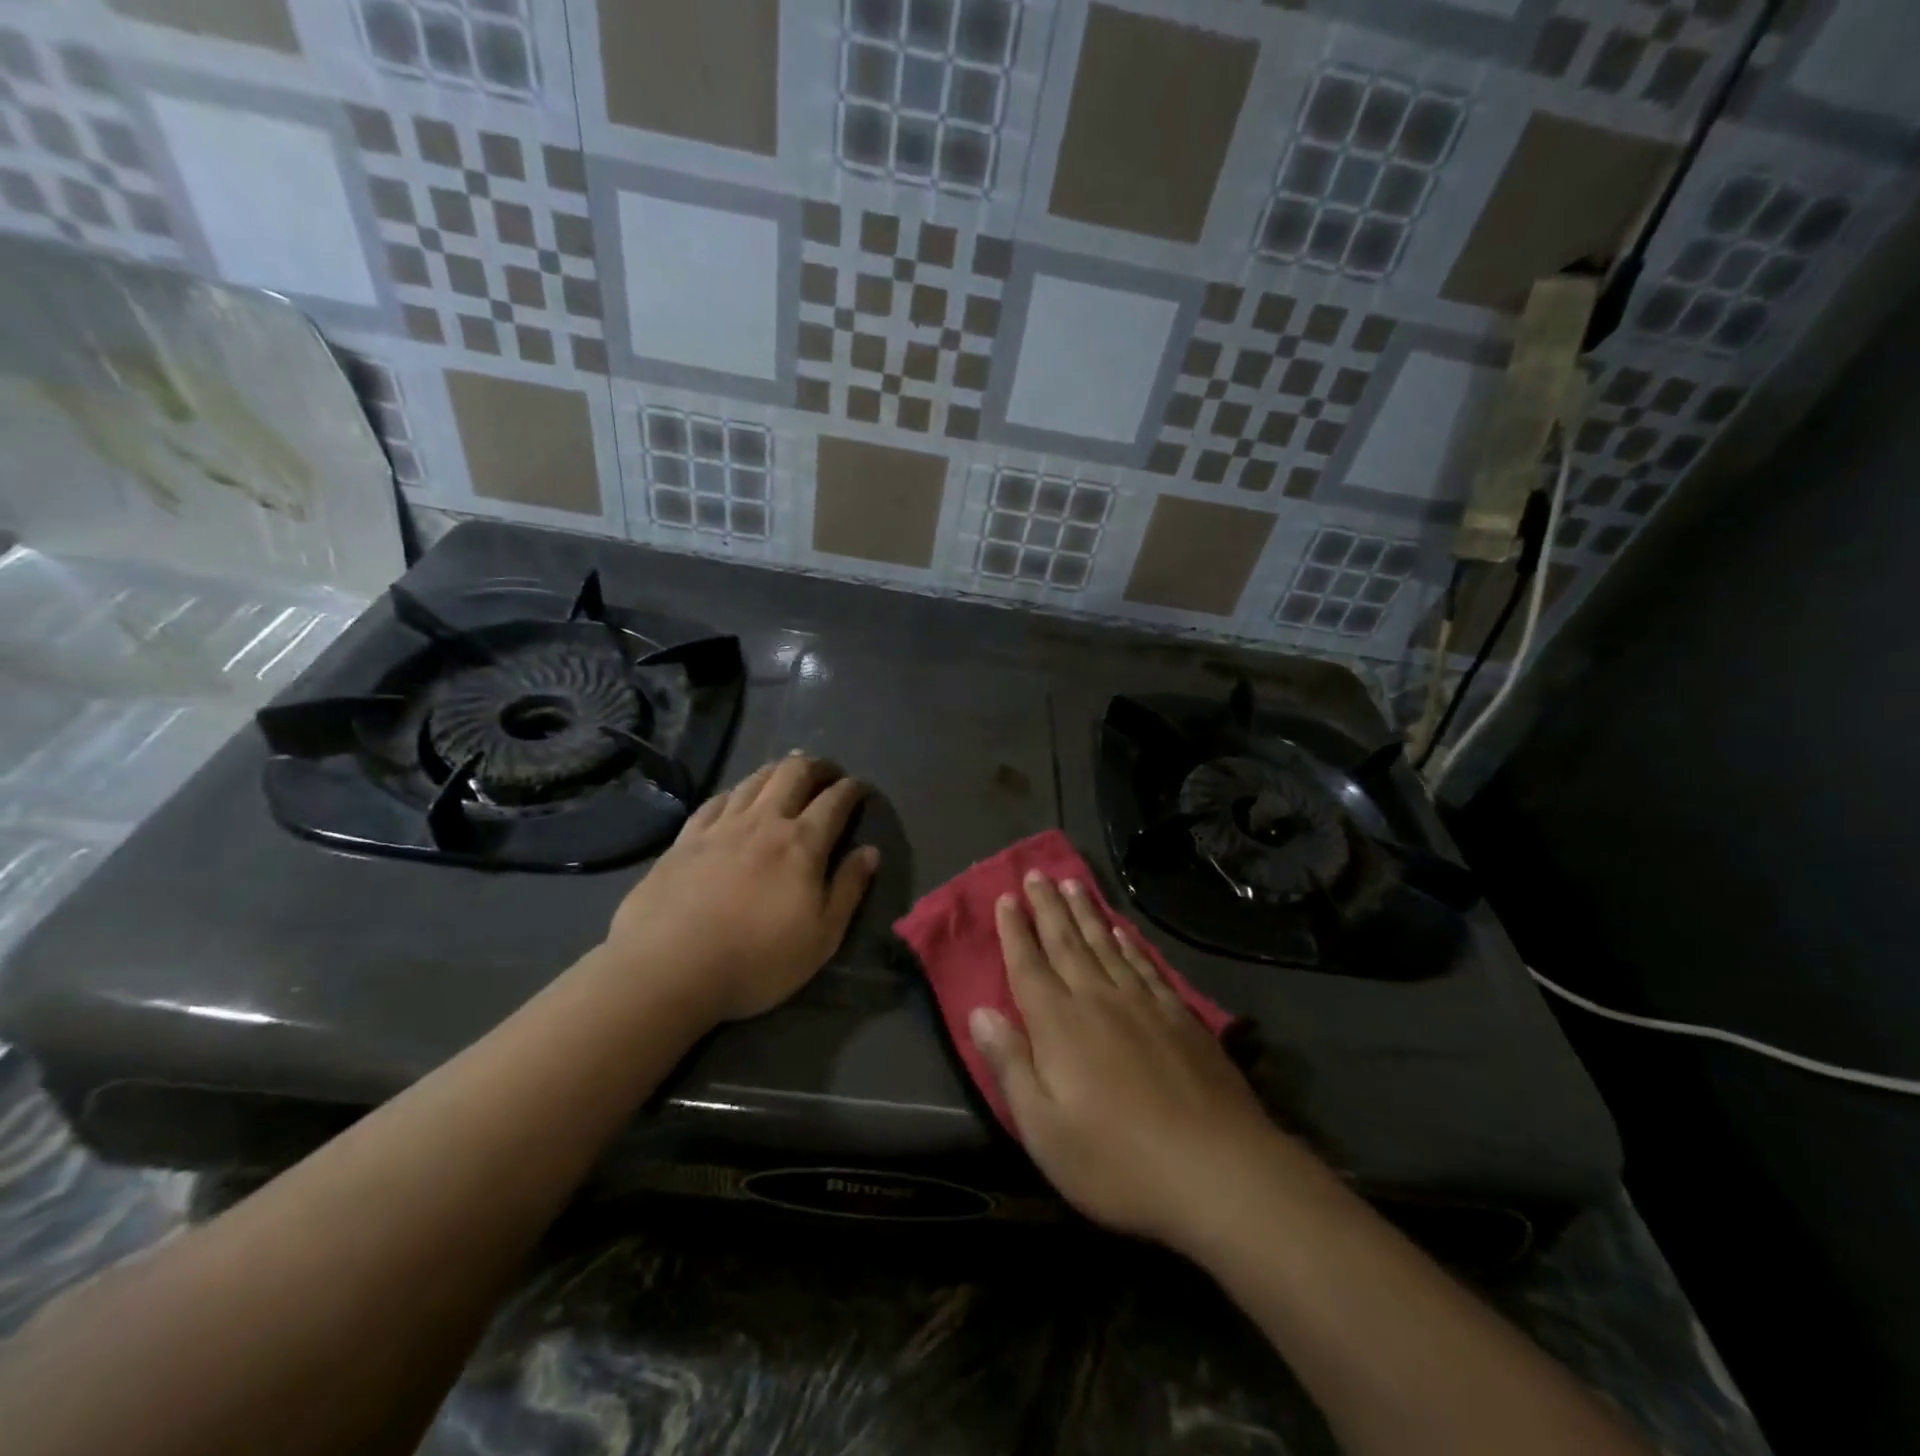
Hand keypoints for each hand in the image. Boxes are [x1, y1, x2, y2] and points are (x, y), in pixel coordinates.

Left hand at [602, 752, 879, 1022]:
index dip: (852, 789)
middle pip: (794, 773)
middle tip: (827, 773)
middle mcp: (764, 821)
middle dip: (817, 766)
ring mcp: (721, 826)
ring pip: (755, 779)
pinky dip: (737, 791)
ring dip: (778, 771)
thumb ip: (849, 889)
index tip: (860, 788)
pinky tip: (737, 797)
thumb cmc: (757, 960)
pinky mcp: (686, 838)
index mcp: (802, 843)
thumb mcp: (822, 938)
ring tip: (788, 776)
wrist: (668, 968)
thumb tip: (870, 851)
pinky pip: (717, 799)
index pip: (835, 801)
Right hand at [970, 873, 1284, 1250]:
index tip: (1006, 897)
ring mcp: (1143, 1004)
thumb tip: (979, 1012)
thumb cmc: (1116, 1161)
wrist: (1217, 1170)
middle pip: (1067, 943)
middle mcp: (1098, 1000)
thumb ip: (1010, 1065)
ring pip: (1106, 945)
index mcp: (1059, 1025)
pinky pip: (1145, 965)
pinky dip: (1129, 943)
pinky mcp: (1180, 1016)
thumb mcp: (1044, 1129)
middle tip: (1037, 873)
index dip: (1015, 931)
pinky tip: (1122, 931)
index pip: (1028, 966)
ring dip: (1086, 913)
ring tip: (1074, 883)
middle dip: (1048, 907)